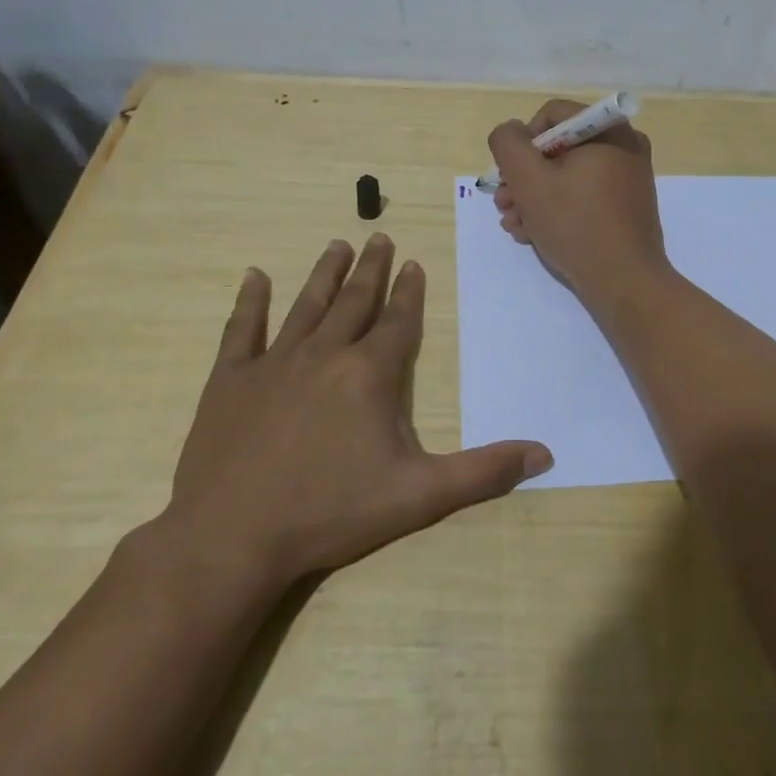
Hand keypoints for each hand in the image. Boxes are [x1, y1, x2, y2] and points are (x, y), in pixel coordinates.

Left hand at [158, 235, 551, 588]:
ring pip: (306, 306)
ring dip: (324, 274)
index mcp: (369, 374)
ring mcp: (274, 363)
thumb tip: (544, 455)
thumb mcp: (419, 496)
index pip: (398, 322)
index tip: (414, 263)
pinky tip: (254, 276)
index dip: (409, 292)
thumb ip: (483, 472)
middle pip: (354, 302)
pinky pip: (242, 330)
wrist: (233, 538)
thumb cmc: (331, 513)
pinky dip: (249, 302)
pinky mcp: (231, 380)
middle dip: (370, 269)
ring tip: (337, 245)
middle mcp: (324, 354)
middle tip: (379, 237)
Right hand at [487, 98, 669, 308]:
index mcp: (608, 130)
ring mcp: (628, 178)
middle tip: (504, 204)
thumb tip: (511, 132)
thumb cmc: (576, 225)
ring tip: (514, 225)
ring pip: (568, 175)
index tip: (510, 176)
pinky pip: (584, 195)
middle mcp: (624, 146)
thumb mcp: (529, 180)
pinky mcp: (626, 206)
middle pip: (558, 147)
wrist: (625, 282)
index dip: (522, 142)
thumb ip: (508, 145)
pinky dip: (558, 209)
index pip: (551, 115)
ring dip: (534, 197)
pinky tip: (534, 234)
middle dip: (524, 177)